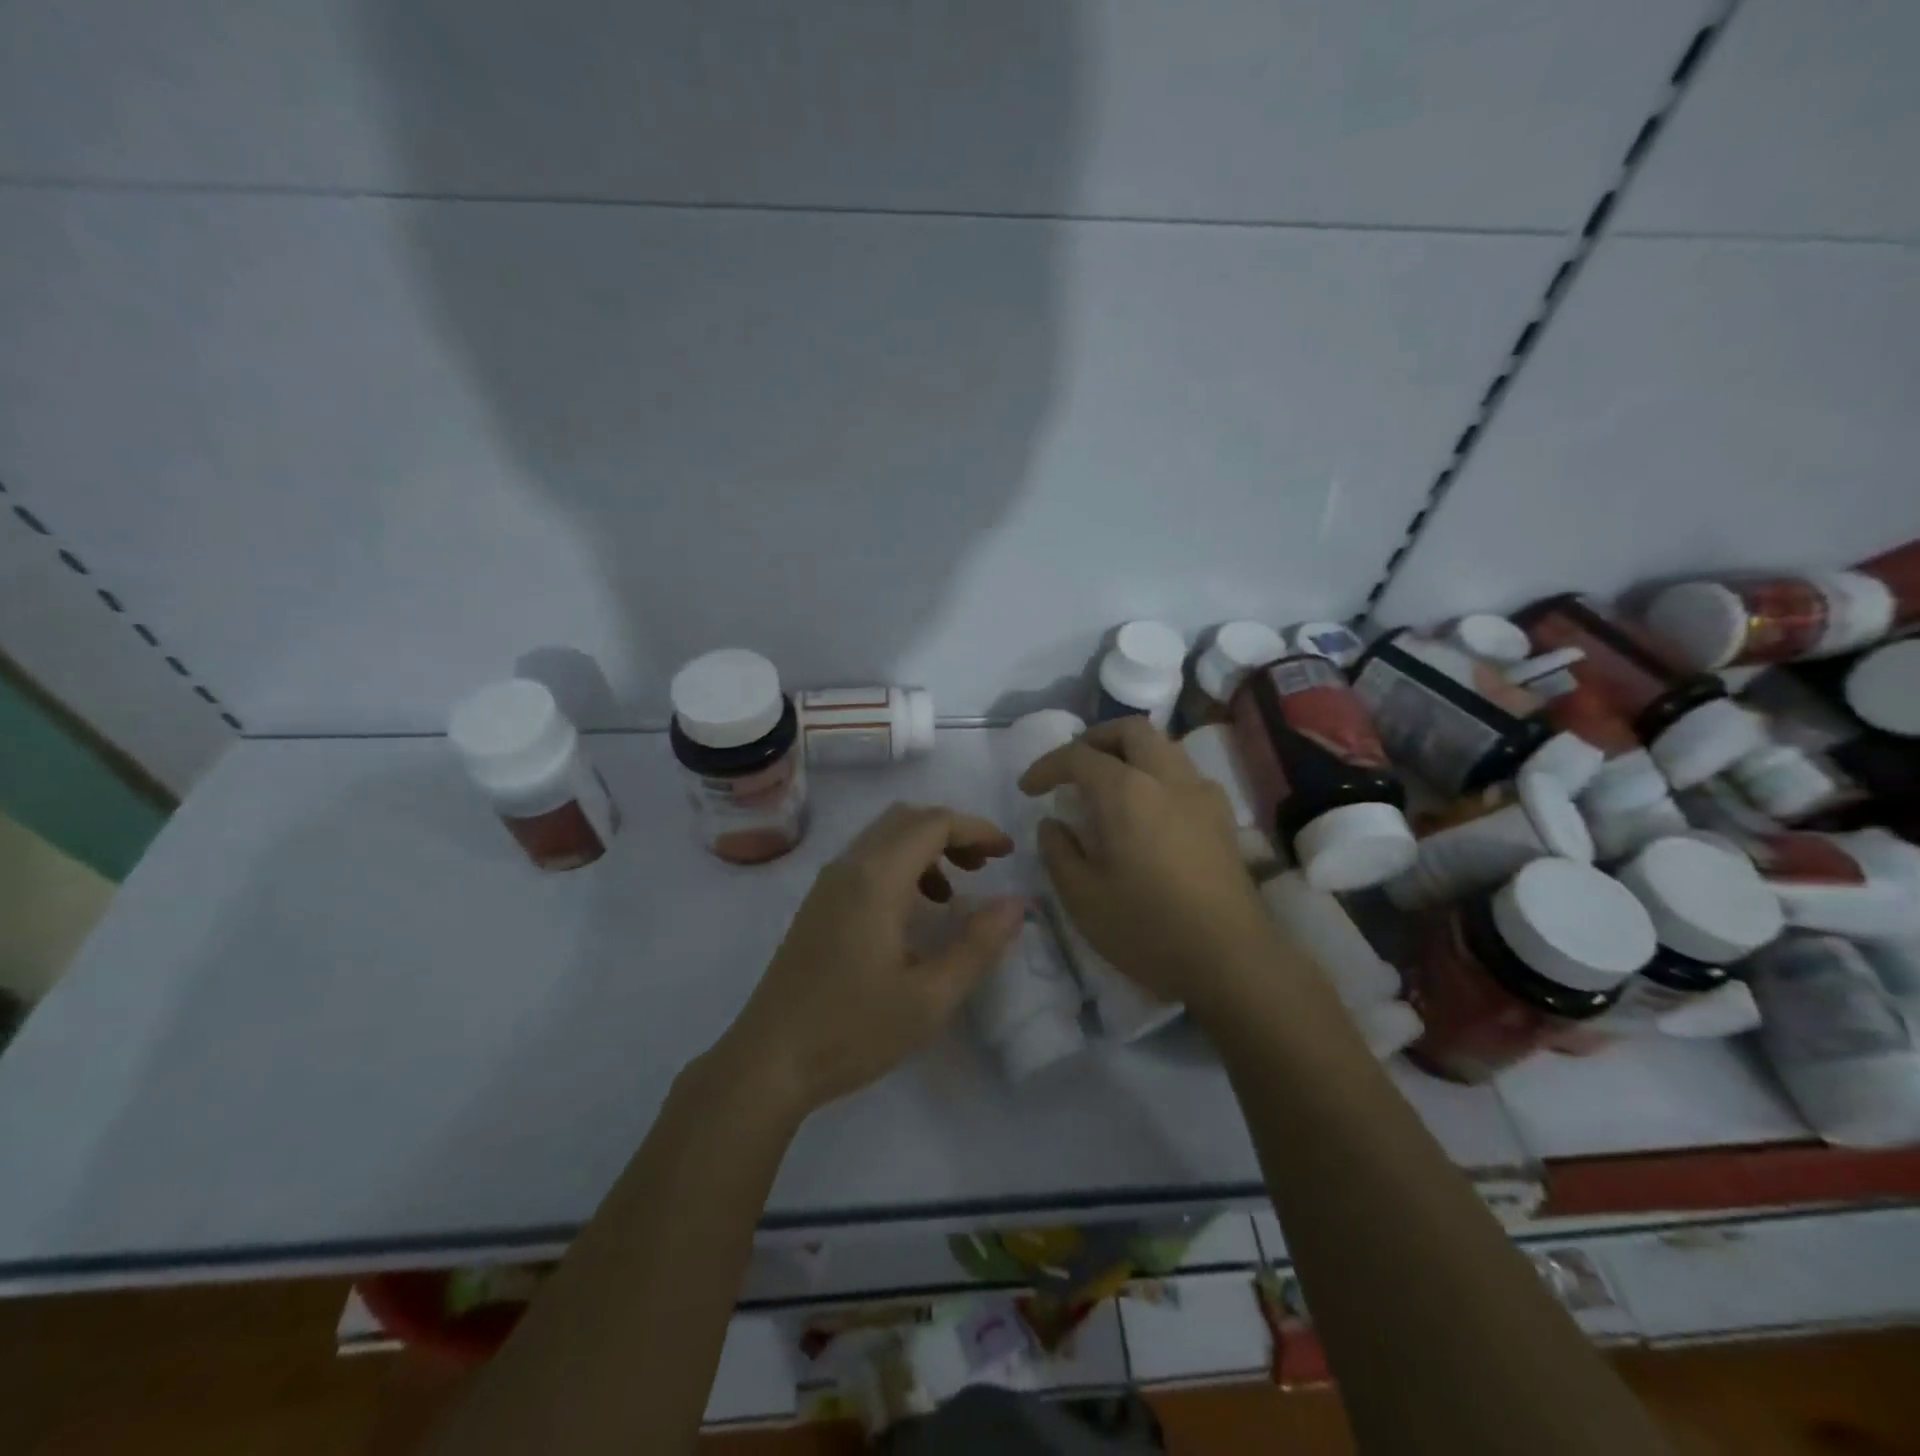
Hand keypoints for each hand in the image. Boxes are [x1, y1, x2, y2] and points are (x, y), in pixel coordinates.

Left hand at [718, 803, 1025, 1116]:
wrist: (769, 1061)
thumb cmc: (852, 1030)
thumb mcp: (929, 997)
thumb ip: (978, 945)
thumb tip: (1017, 904)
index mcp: (876, 879)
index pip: (934, 823)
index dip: (977, 829)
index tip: (1008, 855)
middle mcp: (849, 866)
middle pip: (908, 819)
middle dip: (953, 832)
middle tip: (986, 866)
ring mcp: (828, 883)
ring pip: (885, 837)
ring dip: (927, 848)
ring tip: (957, 891)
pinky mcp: (819, 903)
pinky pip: (867, 859)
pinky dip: (902, 865)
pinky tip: (916, 911)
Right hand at [1019, 718, 1282, 1013]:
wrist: (1230, 960)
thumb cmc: (1147, 928)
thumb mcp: (1082, 897)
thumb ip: (1059, 851)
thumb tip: (1053, 824)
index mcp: (1128, 792)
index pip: (1079, 756)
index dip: (1047, 766)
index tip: (1028, 789)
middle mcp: (1168, 779)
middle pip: (1132, 731)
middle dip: (1095, 739)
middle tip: (1072, 768)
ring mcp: (1202, 795)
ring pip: (1164, 747)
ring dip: (1130, 753)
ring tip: (1107, 786)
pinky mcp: (1223, 818)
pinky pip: (1185, 774)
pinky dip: (1157, 775)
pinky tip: (1147, 812)